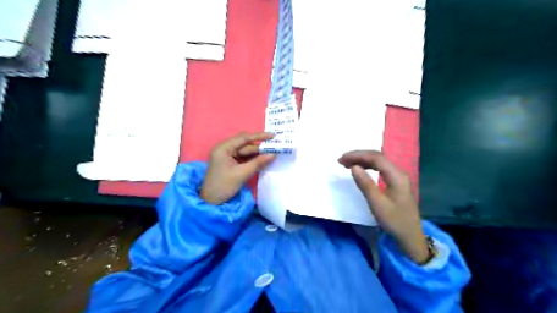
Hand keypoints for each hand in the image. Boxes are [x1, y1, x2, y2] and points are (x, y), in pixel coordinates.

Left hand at [201, 133, 277, 204]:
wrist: (211, 201)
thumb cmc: (223, 186)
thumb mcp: (242, 174)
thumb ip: (258, 163)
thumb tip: (273, 154)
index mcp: (223, 148)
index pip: (244, 138)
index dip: (259, 136)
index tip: (273, 136)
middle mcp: (224, 148)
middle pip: (245, 144)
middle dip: (259, 146)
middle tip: (275, 148)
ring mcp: (227, 155)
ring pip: (245, 151)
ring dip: (257, 153)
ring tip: (272, 154)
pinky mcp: (229, 162)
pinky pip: (243, 157)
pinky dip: (252, 159)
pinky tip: (262, 160)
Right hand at [337, 150, 426, 263]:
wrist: (410, 236)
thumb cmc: (394, 221)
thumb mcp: (377, 203)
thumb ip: (365, 183)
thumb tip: (353, 167)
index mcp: (396, 175)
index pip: (376, 158)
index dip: (358, 155)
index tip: (342, 159)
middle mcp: (398, 172)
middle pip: (377, 157)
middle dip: (359, 156)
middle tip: (342, 161)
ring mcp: (397, 177)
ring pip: (378, 162)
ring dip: (362, 160)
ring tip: (347, 164)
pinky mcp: (395, 182)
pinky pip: (380, 168)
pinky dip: (368, 166)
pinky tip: (360, 169)